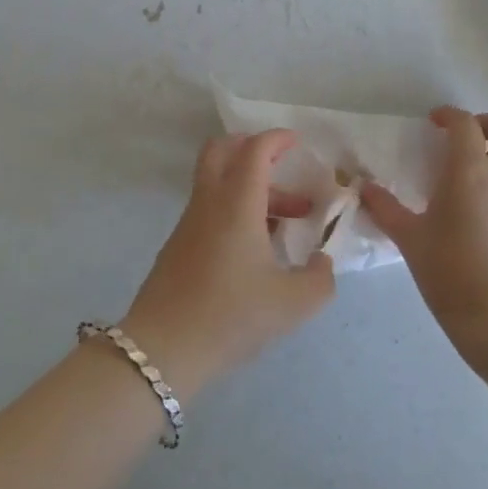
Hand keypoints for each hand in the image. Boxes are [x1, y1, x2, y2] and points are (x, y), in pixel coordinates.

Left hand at [121, 130, 335, 397]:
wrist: (164, 349)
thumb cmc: (232, 316)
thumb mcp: (293, 304)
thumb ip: (320, 279)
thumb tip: (323, 262)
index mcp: (237, 203)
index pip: (254, 150)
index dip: (276, 139)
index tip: (297, 142)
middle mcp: (209, 202)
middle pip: (220, 151)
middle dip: (250, 148)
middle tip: (280, 165)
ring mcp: (189, 223)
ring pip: (217, 183)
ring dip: (249, 187)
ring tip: (285, 221)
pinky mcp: (178, 245)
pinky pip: (209, 209)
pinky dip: (234, 209)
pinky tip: (256, 248)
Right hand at [361, 108, 487, 347]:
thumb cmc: (451, 271)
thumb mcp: (410, 239)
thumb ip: (385, 209)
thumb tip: (364, 189)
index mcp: (471, 170)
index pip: (465, 123)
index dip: (449, 116)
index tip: (434, 123)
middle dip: (487, 123)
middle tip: (463, 139)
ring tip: (469, 180)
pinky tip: (483, 214)